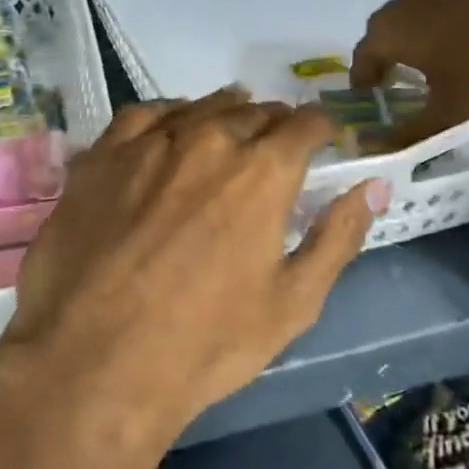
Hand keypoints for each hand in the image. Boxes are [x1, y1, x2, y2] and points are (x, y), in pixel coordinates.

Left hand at [0, 89, 388, 468]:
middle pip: (253, 112)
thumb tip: (374, 187)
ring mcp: (149, 144)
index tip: (321, 141)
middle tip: (275, 143)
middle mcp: (208, 140)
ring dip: (224, 112)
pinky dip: (168, 114)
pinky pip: (143, 115)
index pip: (305, 124)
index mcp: (262, 172)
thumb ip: (337, 237)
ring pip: (200, 108)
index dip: (319, 128)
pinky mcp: (101, 156)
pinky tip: (169, 128)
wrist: (95, 361)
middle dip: (273, 123)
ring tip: (231, 123)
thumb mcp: (293, 303)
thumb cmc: (205, 343)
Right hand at [349, 0, 468, 147]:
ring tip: (431, 65)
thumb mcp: (450, 110)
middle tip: (396, 84)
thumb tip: (380, 150)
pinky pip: (438, 9)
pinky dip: (439, 27)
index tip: (370, 100)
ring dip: (413, 41)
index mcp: (389, 33)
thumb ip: (411, 133)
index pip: (360, 59)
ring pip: (410, 18)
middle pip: (382, 35)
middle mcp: (402, 4)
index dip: (363, 83)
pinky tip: (463, 44)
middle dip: (384, 59)